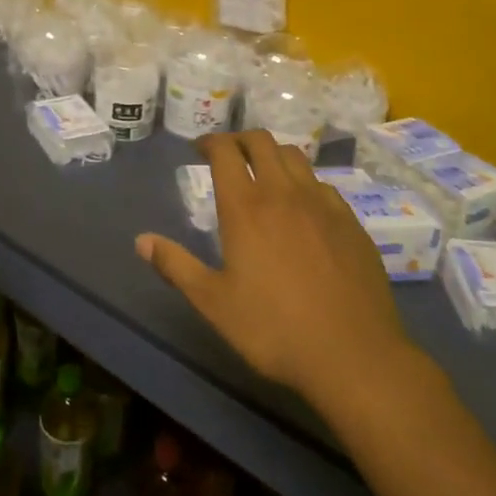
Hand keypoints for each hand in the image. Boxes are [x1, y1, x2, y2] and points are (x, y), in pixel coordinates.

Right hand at [136, 131, 413, 408]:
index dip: (210, 142)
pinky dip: (304, 183)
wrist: (354, 354)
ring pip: (295, 157)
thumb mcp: (214, 303)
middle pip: (261, 142)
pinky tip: (303, 209)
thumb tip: (141, 240)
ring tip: (264, 175)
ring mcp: (322, 203)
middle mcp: (284, 192)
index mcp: (246, 207)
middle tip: (229, 155)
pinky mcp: (350, 221)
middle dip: (240, 140)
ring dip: (273, 155)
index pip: (225, 151)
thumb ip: (176, 266)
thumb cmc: (274, 329)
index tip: (199, 150)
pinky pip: (322, 185)